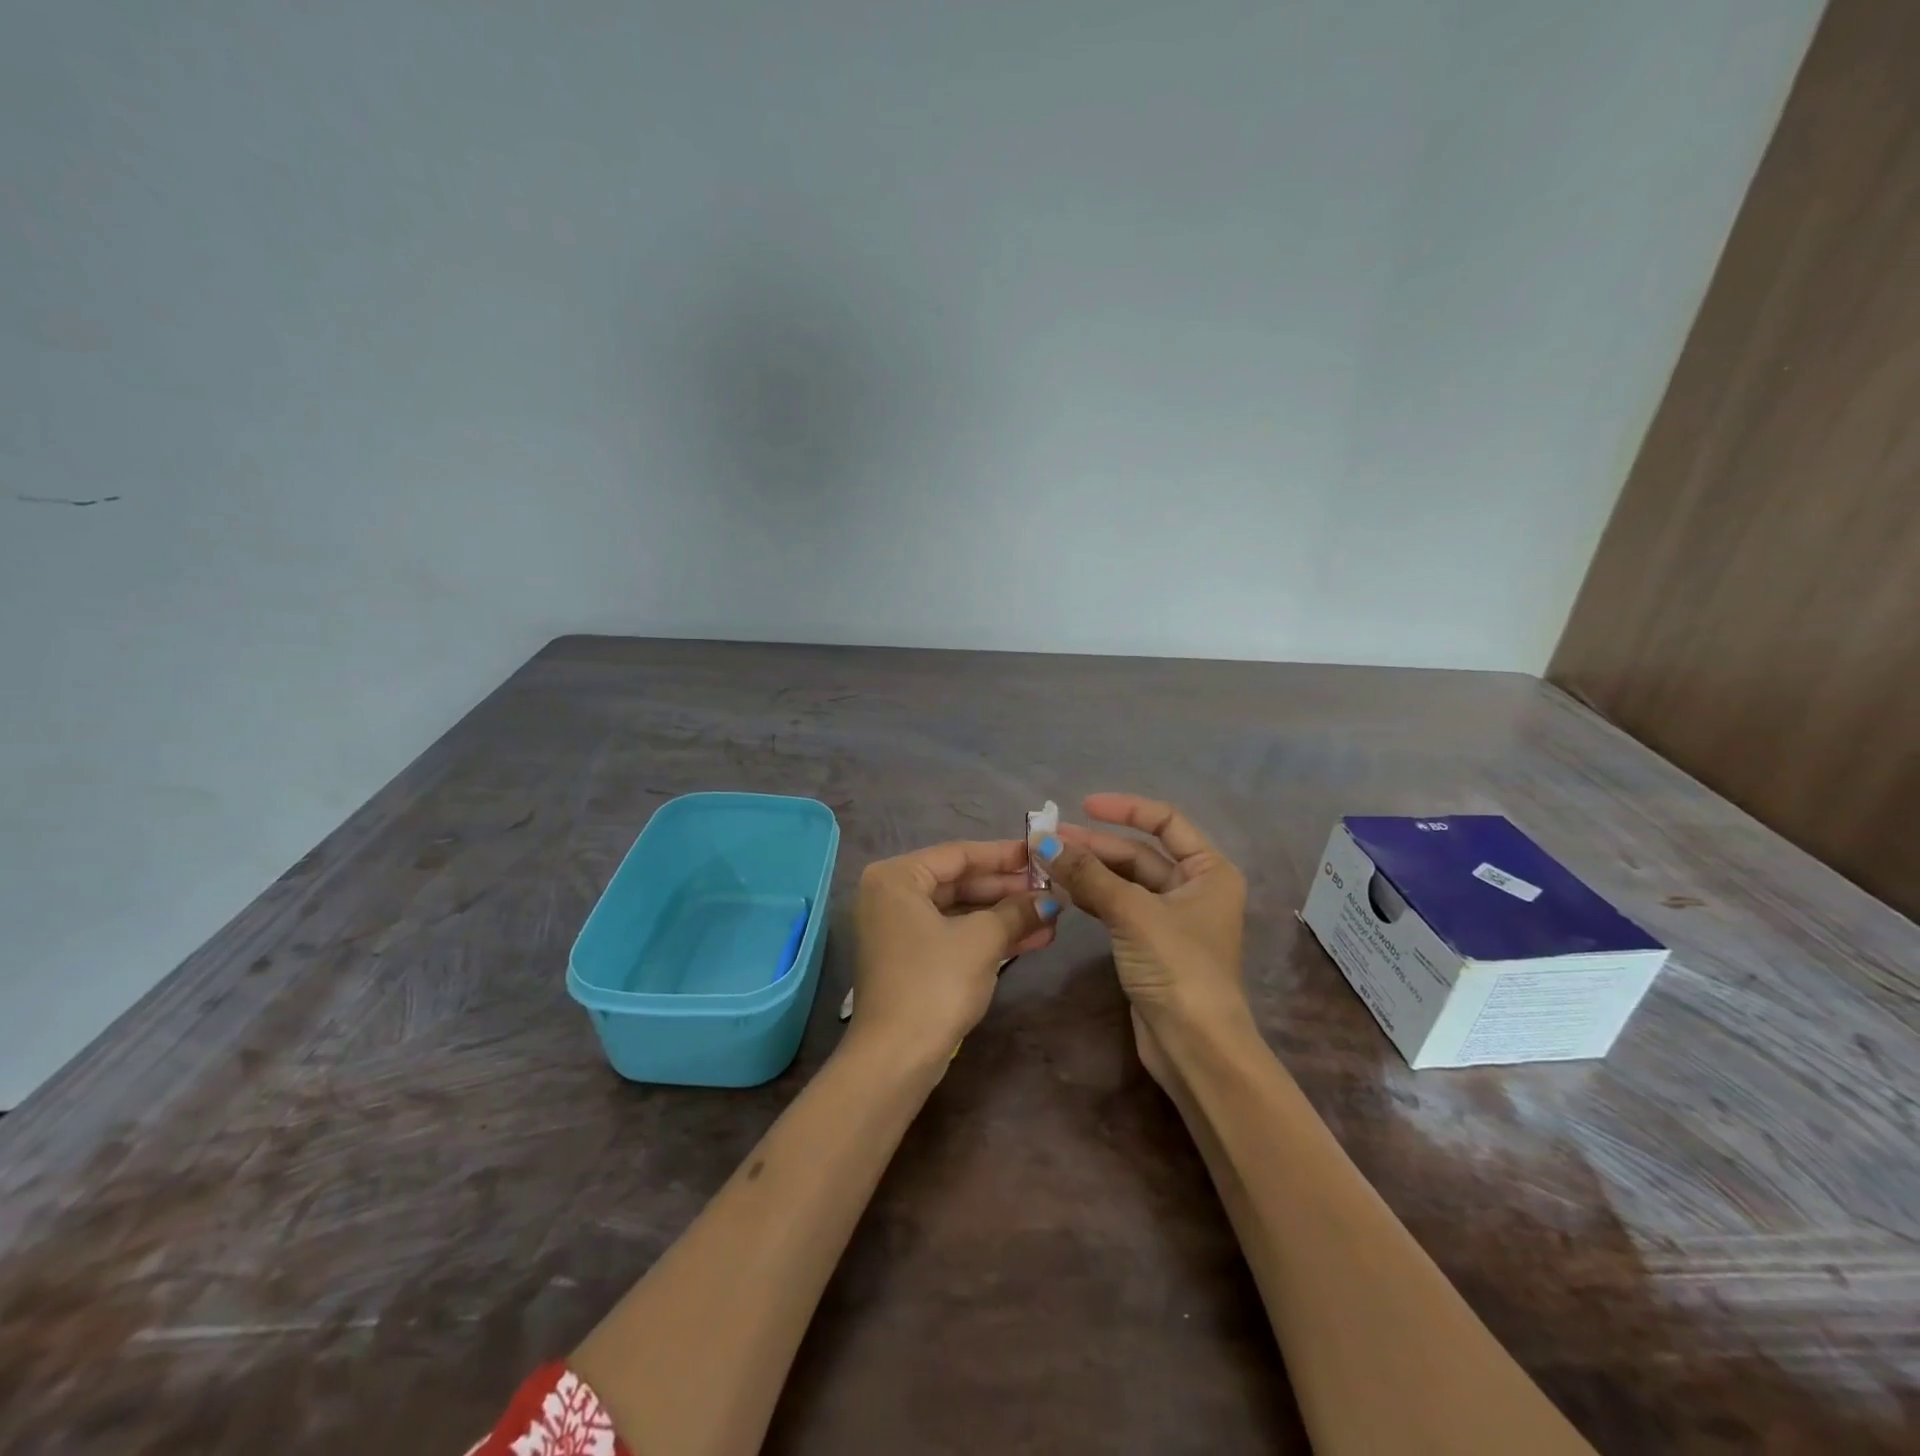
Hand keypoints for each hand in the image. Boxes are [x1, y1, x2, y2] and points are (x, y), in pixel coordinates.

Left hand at [849, 839, 1057, 1062]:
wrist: (896, 1057)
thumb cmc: (935, 983)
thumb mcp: (982, 940)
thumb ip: (1017, 911)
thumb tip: (1050, 899)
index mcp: (896, 877)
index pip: (958, 854)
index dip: (1004, 854)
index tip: (1041, 853)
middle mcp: (891, 896)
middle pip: (959, 882)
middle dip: (1008, 889)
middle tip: (1051, 888)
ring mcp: (899, 930)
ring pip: (960, 911)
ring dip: (1004, 915)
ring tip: (1050, 916)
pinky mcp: (910, 960)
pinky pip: (954, 935)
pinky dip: (988, 937)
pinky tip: (1031, 939)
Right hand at [1033, 795, 1249, 1082]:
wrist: (1196, 1047)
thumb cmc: (1178, 968)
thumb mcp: (1133, 913)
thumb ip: (1088, 874)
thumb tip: (1043, 840)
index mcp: (1209, 870)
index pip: (1165, 822)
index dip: (1125, 809)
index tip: (1083, 806)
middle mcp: (1193, 887)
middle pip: (1139, 853)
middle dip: (1095, 845)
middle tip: (1048, 840)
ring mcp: (1170, 918)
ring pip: (1124, 881)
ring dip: (1088, 870)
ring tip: (1046, 861)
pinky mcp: (1150, 943)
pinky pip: (1117, 906)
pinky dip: (1091, 896)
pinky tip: (1061, 889)